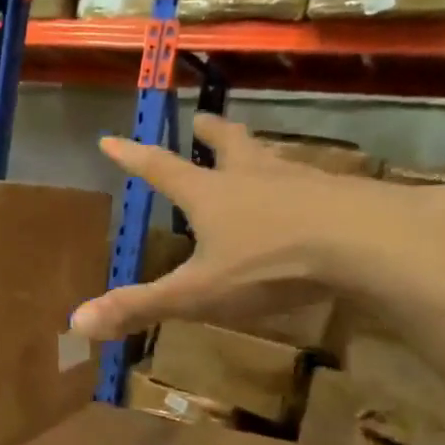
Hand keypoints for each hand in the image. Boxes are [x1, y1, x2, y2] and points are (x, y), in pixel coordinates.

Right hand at [70, 115, 444, 340]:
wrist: (369, 244)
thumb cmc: (270, 264)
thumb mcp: (198, 293)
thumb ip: (140, 307)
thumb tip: (75, 323)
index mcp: (211, 195)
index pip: (160, 169)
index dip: (132, 157)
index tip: (110, 138)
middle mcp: (253, 178)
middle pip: (229, 147)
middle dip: (211, 135)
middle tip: (203, 120)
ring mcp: (303, 182)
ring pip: (275, 160)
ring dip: (260, 153)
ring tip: (259, 152)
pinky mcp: (346, 196)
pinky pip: (319, 184)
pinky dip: (308, 185)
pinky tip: (318, 197)